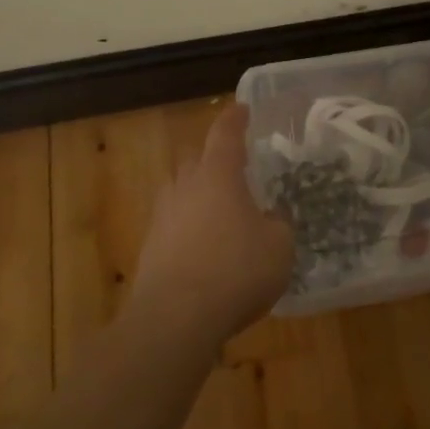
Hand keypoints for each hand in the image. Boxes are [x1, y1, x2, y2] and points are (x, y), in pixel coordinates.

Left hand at [130, 104, 294, 347]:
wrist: (174, 319)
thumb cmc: (236, 271)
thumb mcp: (279, 247)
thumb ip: (279, 224)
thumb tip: (273, 218)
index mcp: (218, 175)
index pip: (226, 134)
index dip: (235, 119)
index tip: (242, 109)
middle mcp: (185, 187)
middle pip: (197, 159)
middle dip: (214, 159)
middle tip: (235, 169)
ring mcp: (162, 218)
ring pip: (181, 192)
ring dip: (198, 195)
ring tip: (220, 211)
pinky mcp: (150, 249)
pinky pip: (173, 225)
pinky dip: (189, 229)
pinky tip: (205, 250)